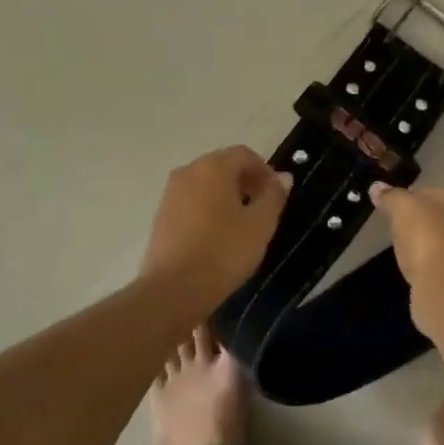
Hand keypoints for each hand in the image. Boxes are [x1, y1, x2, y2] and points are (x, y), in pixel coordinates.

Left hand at [141, 146, 291, 302]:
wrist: (174, 289)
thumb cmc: (224, 252)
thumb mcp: (260, 224)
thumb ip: (274, 195)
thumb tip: (282, 176)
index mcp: (213, 167)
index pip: (244, 154)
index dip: (265, 171)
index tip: (276, 196)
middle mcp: (188, 171)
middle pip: (223, 166)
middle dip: (246, 182)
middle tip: (262, 209)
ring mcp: (170, 193)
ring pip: (206, 184)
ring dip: (226, 195)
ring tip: (241, 224)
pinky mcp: (161, 215)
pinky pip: (191, 201)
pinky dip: (208, 208)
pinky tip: (217, 235)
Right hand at [369, 183, 443, 290]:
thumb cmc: (427, 235)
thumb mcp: (401, 207)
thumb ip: (390, 196)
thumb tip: (377, 187)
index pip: (437, 193)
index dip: (414, 199)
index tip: (396, 210)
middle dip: (424, 223)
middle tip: (400, 230)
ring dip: (430, 245)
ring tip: (407, 252)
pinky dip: (433, 265)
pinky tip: (418, 270)